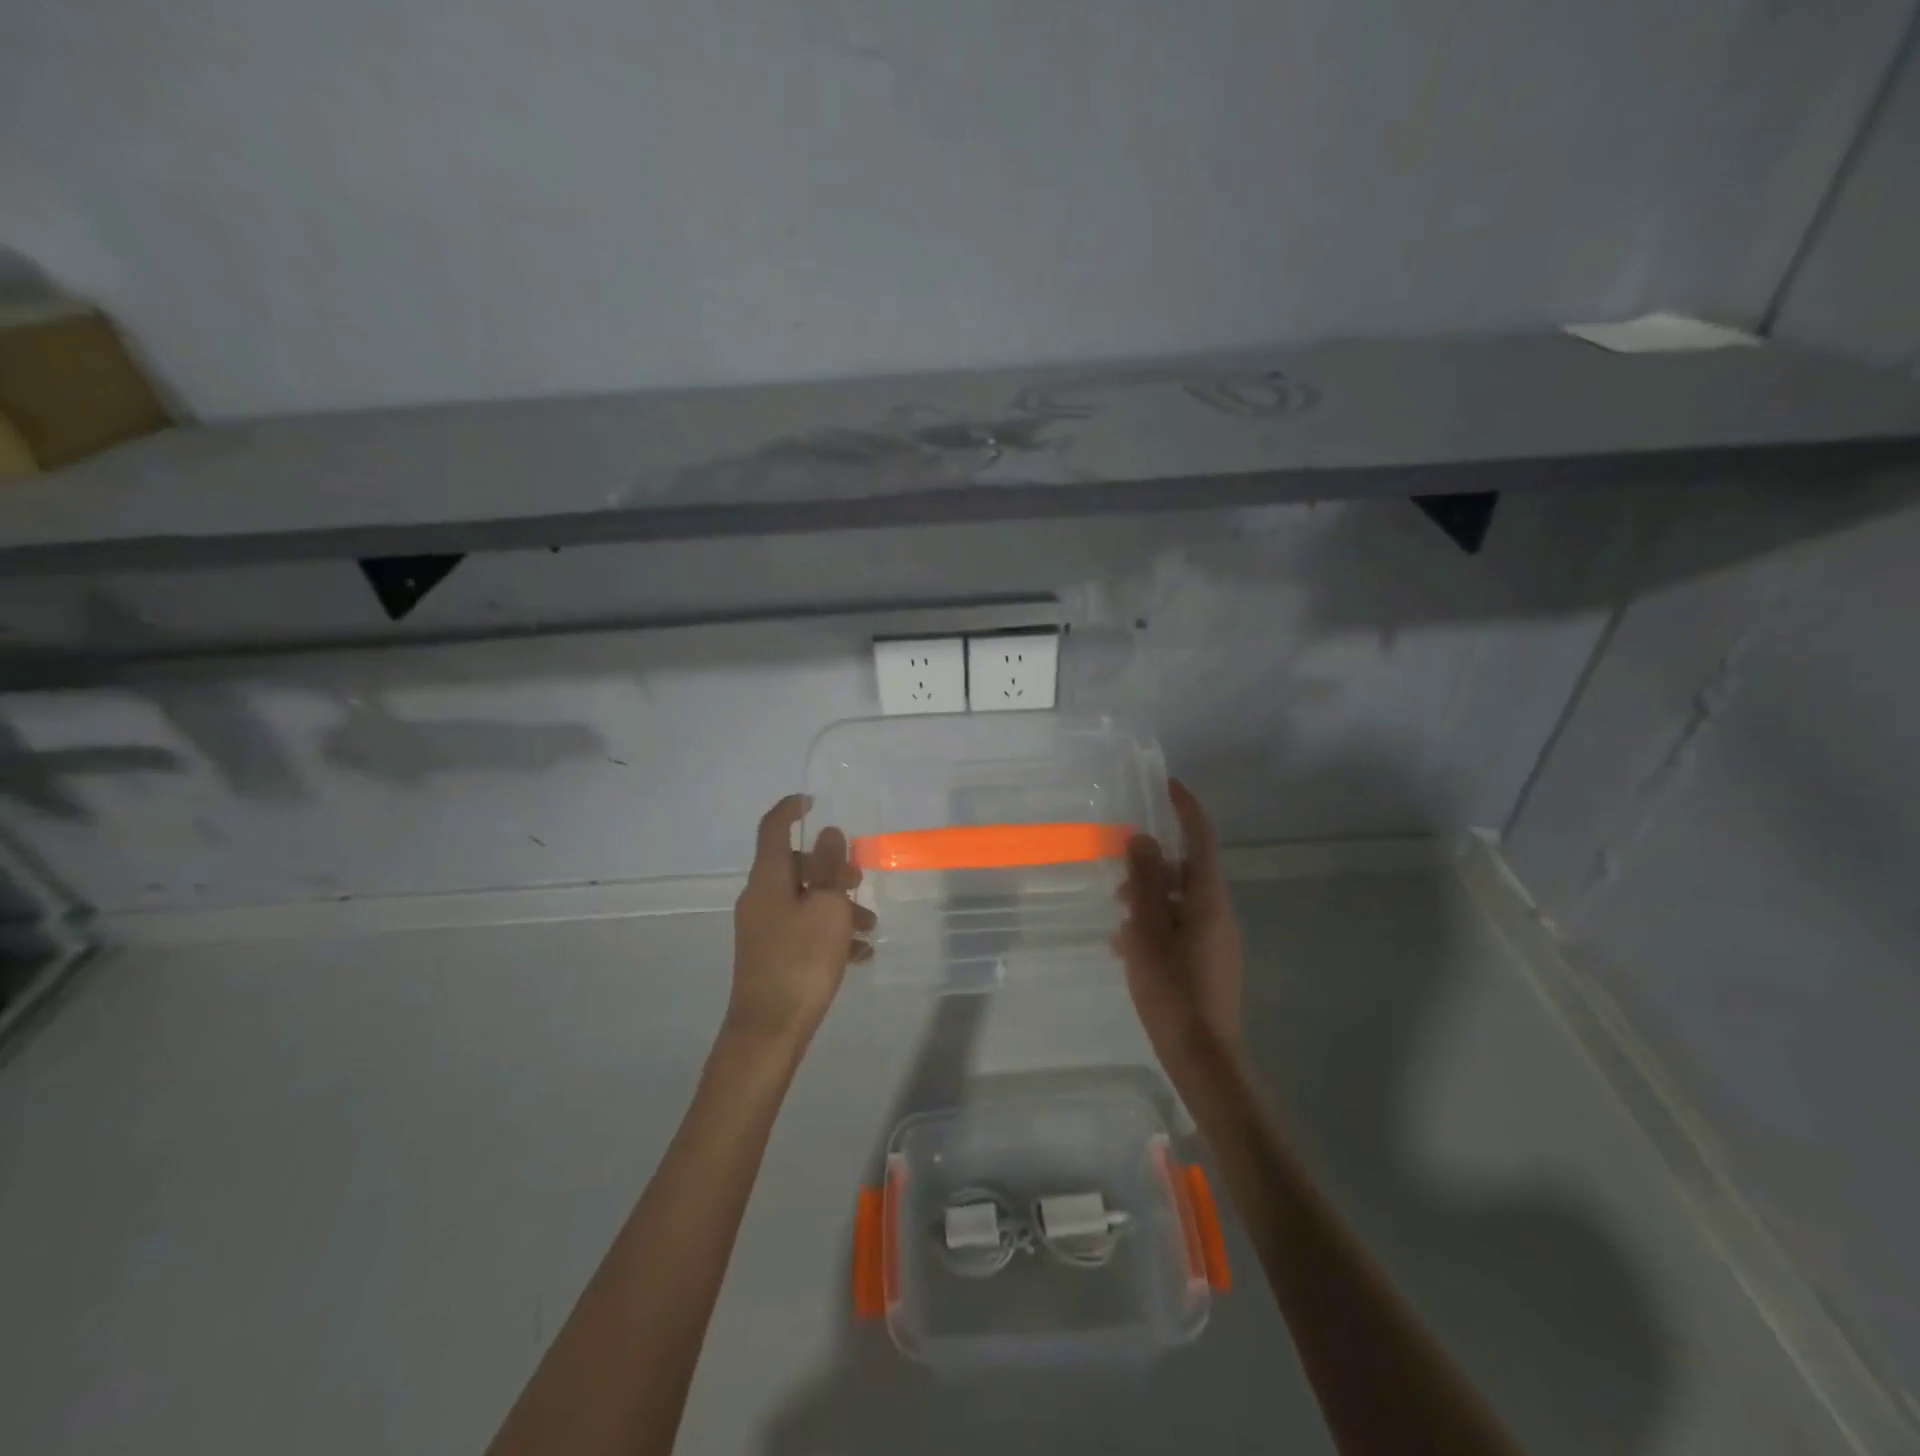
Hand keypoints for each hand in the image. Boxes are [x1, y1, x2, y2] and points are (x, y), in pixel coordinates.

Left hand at [727, 794, 874, 1050]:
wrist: (769, 1031)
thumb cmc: (801, 961)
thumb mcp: (826, 908)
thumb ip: (829, 867)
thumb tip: (828, 833)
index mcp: (768, 879)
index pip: (774, 829)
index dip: (791, 809)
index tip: (814, 802)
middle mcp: (760, 898)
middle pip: (797, 867)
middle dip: (832, 869)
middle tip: (859, 884)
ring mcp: (764, 928)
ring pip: (805, 900)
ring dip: (838, 906)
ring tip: (869, 930)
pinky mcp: (771, 955)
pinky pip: (803, 930)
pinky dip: (829, 933)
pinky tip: (858, 955)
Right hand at [1115, 779, 1243, 1070]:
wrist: (1204, 1058)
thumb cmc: (1172, 991)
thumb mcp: (1148, 932)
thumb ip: (1145, 883)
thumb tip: (1143, 839)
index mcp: (1208, 900)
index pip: (1201, 839)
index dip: (1186, 808)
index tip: (1168, 784)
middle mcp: (1219, 914)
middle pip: (1188, 872)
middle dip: (1152, 867)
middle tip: (1118, 879)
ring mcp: (1217, 941)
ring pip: (1181, 902)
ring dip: (1150, 900)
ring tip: (1117, 921)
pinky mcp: (1210, 963)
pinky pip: (1181, 928)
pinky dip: (1156, 925)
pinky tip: (1128, 948)